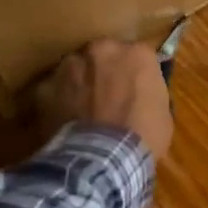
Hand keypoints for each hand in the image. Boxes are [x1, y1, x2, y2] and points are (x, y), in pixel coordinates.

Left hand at [39, 38, 173, 163]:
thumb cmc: (144, 136)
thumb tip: (142, 96)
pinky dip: (58, 101)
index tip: (138, 90)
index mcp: (137, 54)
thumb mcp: (162, 112)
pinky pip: (53, 90)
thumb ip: (149, 93)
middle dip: (106, 71)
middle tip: (109, 96)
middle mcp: (102, 50)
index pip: (140, 56)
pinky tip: (65, 120)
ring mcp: (70, 66)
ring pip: (76, 68)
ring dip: (81, 82)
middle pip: (104, 55)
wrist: (104, 158)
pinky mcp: (44, 86)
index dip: (137, 75)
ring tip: (84, 109)